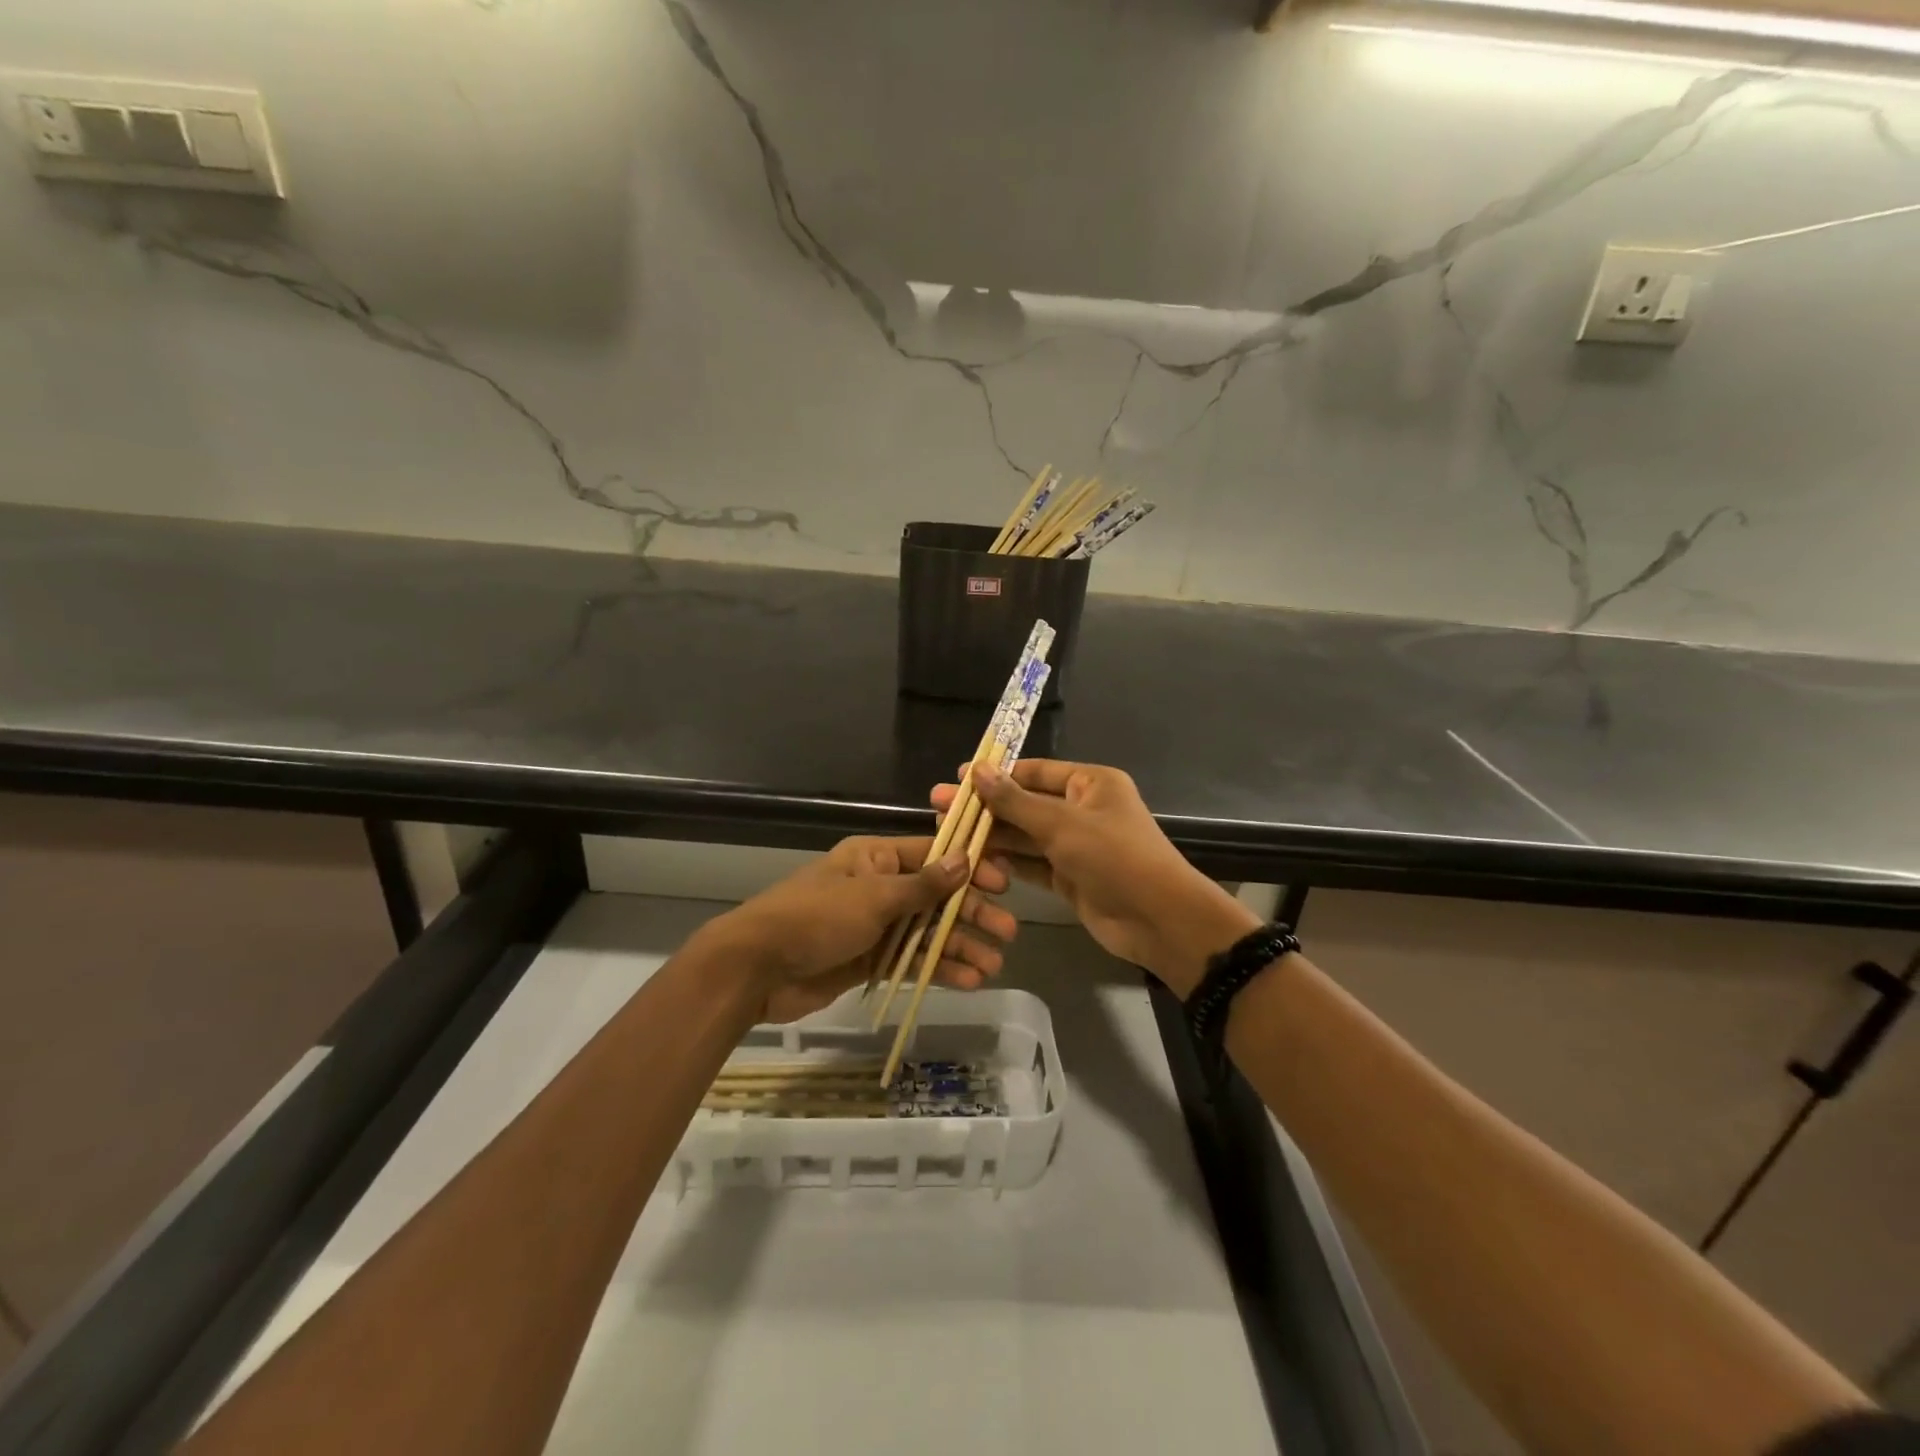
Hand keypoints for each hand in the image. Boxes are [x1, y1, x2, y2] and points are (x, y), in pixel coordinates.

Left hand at [696, 836, 1016, 1022]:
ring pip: (928, 931)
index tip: (1003, 882)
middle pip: (936, 896)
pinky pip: (912, 959)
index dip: (969, 867)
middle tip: (1008, 931)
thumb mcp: (873, 896)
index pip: (933, 855)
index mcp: (876, 858)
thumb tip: (965, 859)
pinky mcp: (869, 960)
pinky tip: (969, 980)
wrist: (758, 968)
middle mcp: (880, 887)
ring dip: (960, 946)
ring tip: (994, 965)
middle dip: (972, 913)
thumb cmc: (817, 917)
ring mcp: (875, 926)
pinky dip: (938, 968)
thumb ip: (923, 885)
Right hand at [933, 760, 1255, 997]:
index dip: (995, 775)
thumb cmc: (1114, 858)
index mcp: (1089, 783)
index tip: (957, 779)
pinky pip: (1031, 863)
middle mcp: (1081, 809)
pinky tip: (973, 861)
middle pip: (1025, 804)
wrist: (1158, 920)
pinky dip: (1006, 862)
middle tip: (939, 808)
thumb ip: (1015, 801)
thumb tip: (976, 771)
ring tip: (948, 835)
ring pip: (1025, 836)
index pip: (1034, 771)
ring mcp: (1075, 845)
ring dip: (991, 836)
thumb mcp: (1062, 824)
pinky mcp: (1069, 876)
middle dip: (985, 808)